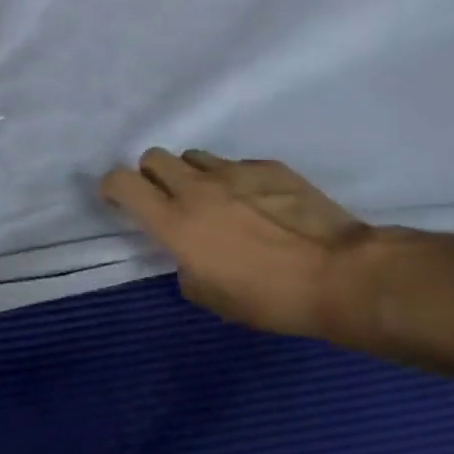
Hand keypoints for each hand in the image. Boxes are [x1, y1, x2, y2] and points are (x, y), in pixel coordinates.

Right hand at [100, 150, 371, 338]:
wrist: (341, 275)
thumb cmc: (269, 297)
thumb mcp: (210, 297)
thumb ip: (184, 266)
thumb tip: (188, 253)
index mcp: (173, 221)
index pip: (121, 181)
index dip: (112, 187)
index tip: (118, 200)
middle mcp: (196, 187)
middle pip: (154, 157)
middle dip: (152, 175)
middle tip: (167, 200)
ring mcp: (234, 171)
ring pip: (194, 156)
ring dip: (192, 175)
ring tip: (214, 200)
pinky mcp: (268, 166)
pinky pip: (236, 165)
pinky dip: (235, 181)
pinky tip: (259, 205)